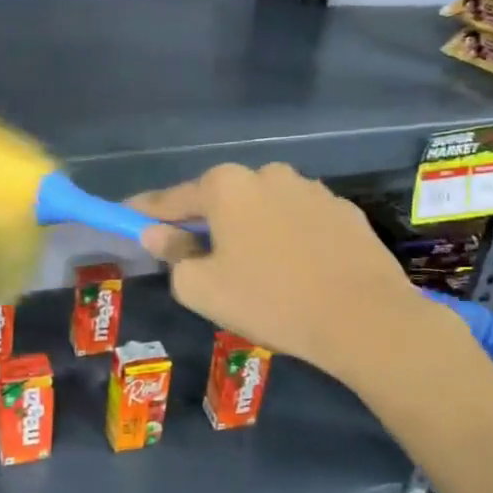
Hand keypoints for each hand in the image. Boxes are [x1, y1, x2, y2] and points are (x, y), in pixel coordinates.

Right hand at [131, 163, 468, 390]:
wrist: (365, 318)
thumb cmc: (270, 301)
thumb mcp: (202, 287)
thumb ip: (172, 254)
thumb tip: (156, 233)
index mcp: (225, 186)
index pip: (170, 199)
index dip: (145, 212)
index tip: (126, 217)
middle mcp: (266, 174)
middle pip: (219, 199)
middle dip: (204, 223)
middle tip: (197, 258)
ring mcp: (310, 188)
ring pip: (261, 208)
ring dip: (248, 229)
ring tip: (254, 270)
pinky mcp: (342, 209)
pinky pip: (298, 220)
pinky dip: (286, 237)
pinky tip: (295, 270)